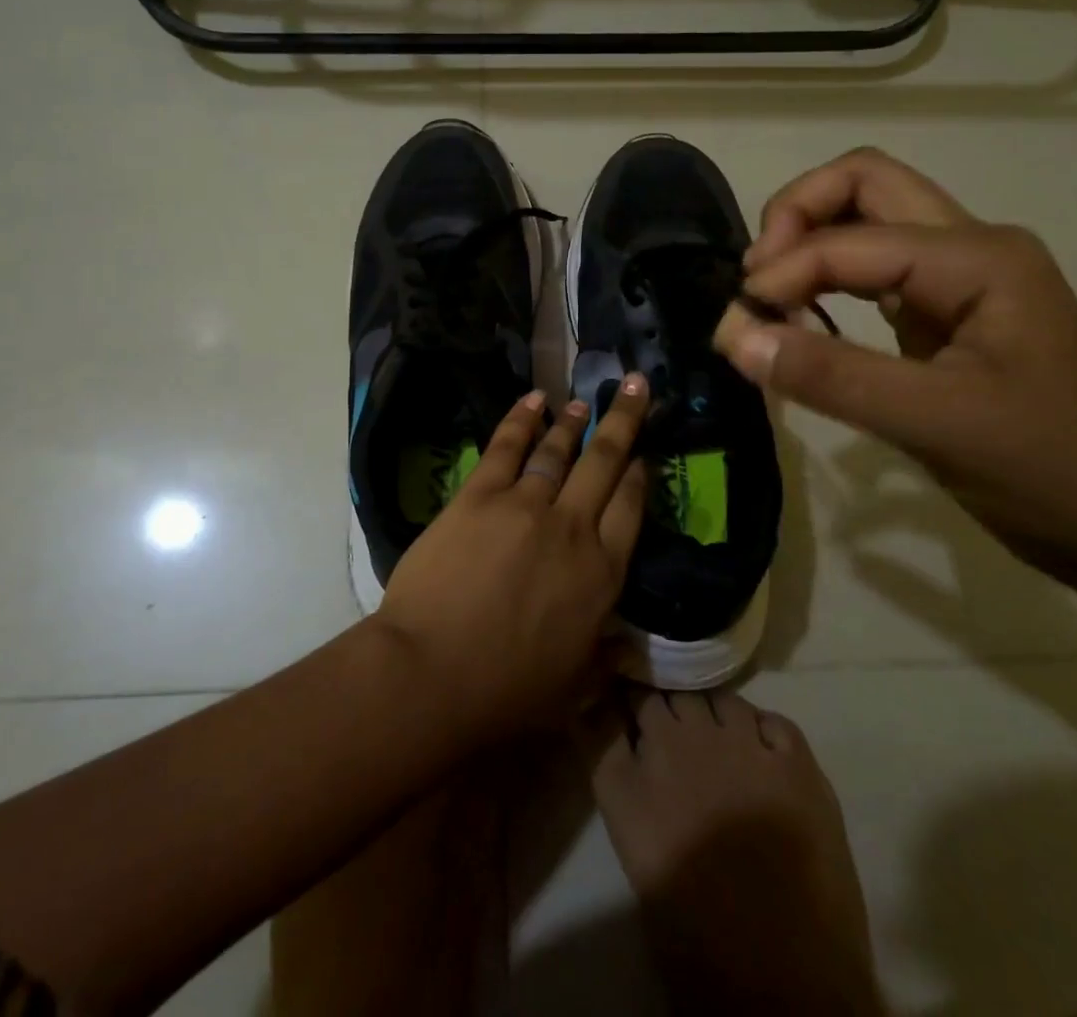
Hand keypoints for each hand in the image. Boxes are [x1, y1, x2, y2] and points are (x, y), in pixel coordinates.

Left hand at [373, 376, 652, 743]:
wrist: (433, 672)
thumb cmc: (506, 691)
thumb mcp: (572, 686)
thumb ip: (602, 658)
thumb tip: (625, 649)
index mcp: (601, 574)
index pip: (630, 509)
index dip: (638, 478)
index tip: (643, 456)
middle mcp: (572, 527)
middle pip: (605, 463)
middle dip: (623, 420)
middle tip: (634, 386)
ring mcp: (524, 505)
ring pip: (557, 452)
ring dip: (573, 422)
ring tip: (583, 402)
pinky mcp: (479, 496)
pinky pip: (506, 447)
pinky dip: (521, 420)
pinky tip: (533, 400)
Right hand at [714, 149, 1076, 574]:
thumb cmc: (1049, 472)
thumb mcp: (934, 423)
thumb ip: (829, 375)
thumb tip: (733, 336)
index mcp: (979, 257)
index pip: (850, 239)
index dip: (782, 273)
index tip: (737, 326)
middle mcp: (971, 246)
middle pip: (864, 184)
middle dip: (796, 215)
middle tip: (755, 278)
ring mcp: (961, 278)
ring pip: (868, 219)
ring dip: (809, 242)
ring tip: (768, 296)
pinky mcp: (947, 313)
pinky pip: (874, 269)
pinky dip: (826, 279)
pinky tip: (803, 317)